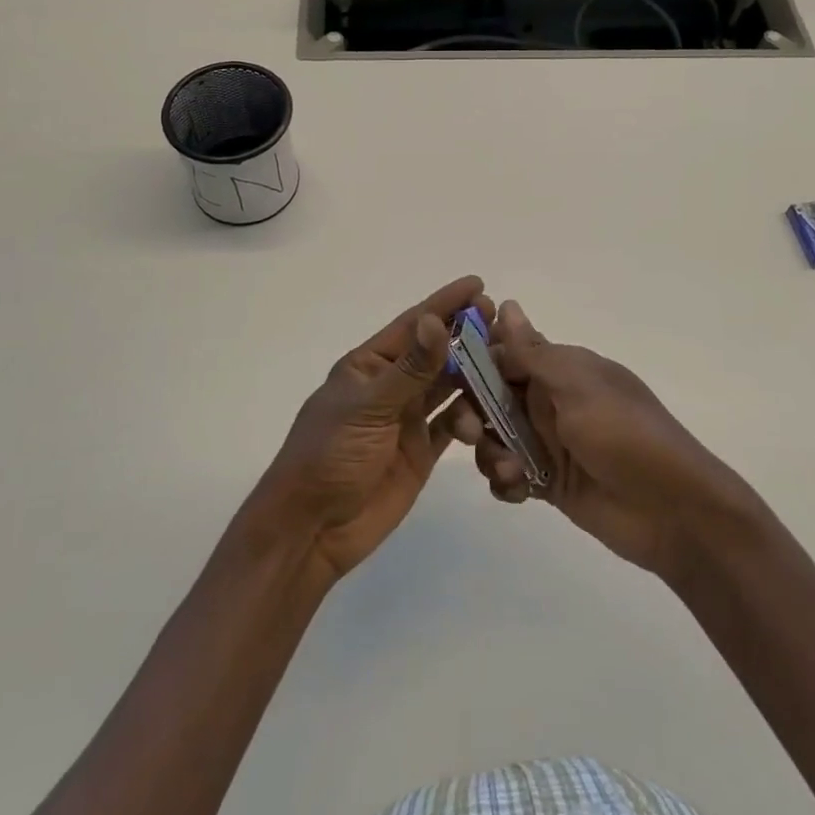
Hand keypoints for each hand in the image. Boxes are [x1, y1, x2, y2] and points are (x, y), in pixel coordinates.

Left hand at [254, 276, 489, 585]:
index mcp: (370, 365)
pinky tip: (489, 418)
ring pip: (449, 387)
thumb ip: (409, 368)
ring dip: (474, 377)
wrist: (312, 530)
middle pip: (435, 352)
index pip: (413, 325)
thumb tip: (436, 320)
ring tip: (503, 372)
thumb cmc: (329, 456)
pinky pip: (453, 425)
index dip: (445, 303)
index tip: (479, 284)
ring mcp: (407, 418)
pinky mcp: (421, 450)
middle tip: (501, 324)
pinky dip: (472, 419)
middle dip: (466, 337)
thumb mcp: (368, 407)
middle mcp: (391, 385)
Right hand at [478, 300, 759, 579]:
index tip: (446, 373)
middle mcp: (550, 401)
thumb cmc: (626, 434)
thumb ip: (534, 352)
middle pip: (491, 397)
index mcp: (561, 369)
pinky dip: (505, 482)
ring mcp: (549, 443)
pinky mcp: (548, 483)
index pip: (504, 353)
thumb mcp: (579, 386)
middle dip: (474, 412)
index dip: (474, 361)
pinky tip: (518, 491)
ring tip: (510, 470)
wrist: (674, 511)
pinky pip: (509, 475)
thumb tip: (505, 303)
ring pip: (495, 438)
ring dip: (490, 451)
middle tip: (471, 432)